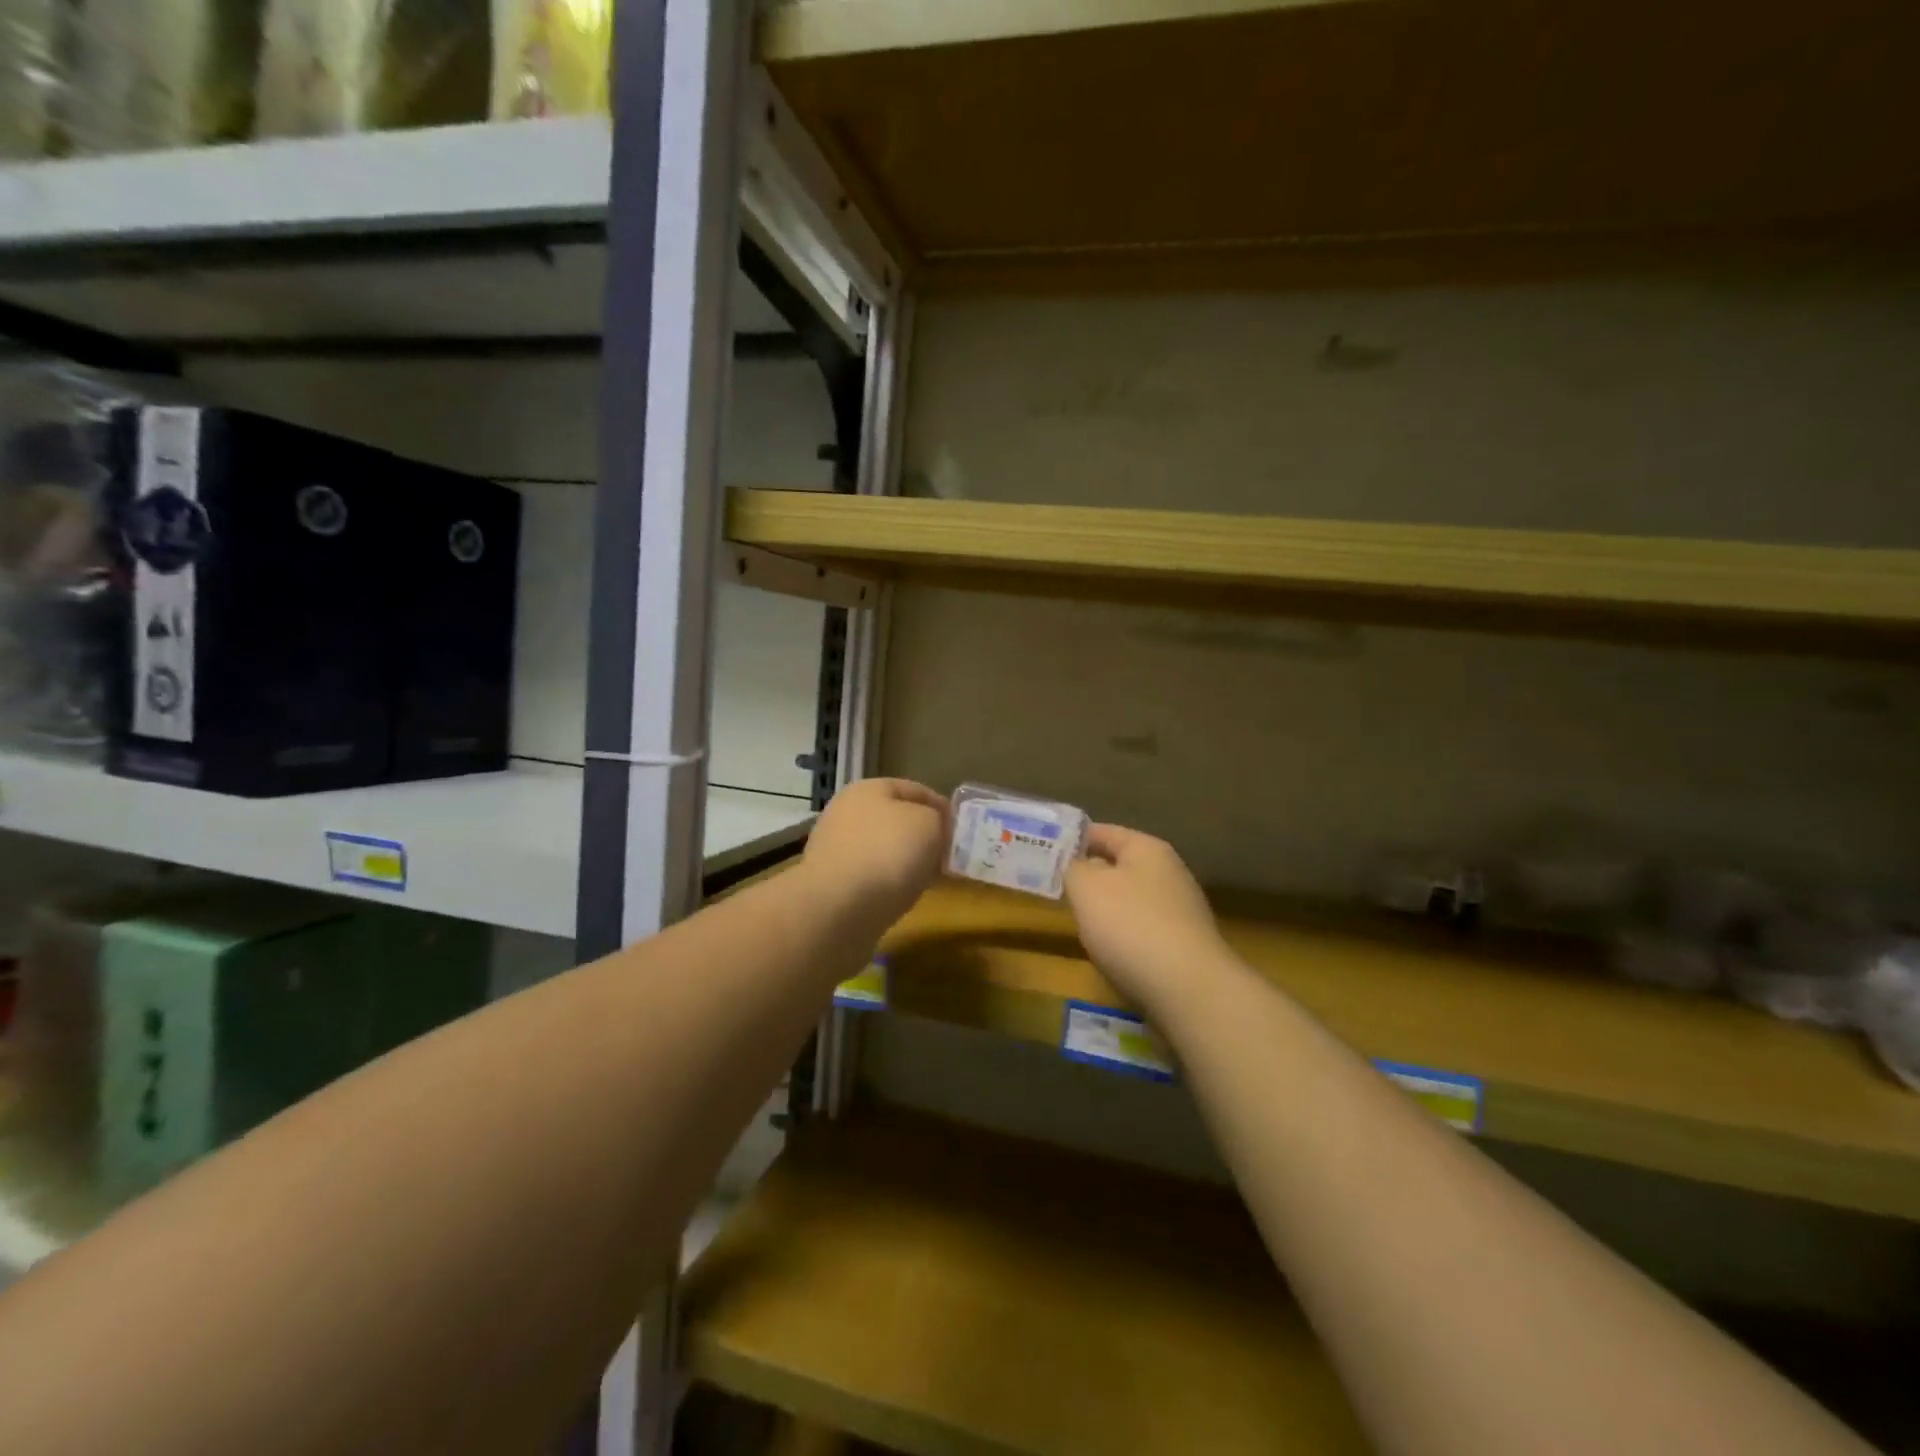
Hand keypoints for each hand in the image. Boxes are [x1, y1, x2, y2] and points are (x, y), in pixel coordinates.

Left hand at [804, 778, 951, 927]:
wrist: (839, 909)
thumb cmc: (889, 853)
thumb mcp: (929, 824)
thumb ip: (938, 820)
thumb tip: (934, 829)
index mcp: (868, 789)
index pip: (915, 790)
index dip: (943, 807)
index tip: (962, 830)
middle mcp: (846, 812)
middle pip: (896, 820)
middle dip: (923, 837)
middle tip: (948, 856)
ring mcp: (834, 848)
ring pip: (883, 849)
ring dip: (906, 862)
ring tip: (929, 879)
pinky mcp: (830, 882)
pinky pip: (870, 876)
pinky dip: (888, 884)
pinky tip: (903, 896)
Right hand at [1066, 825, 1229, 1011]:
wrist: (1189, 989)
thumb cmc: (1130, 925)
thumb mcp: (1086, 888)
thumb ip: (1072, 868)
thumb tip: (1077, 865)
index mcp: (1147, 848)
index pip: (1102, 832)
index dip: (1072, 839)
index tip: (1044, 850)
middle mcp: (1169, 872)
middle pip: (1118, 865)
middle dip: (1088, 875)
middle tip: (1056, 887)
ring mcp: (1181, 910)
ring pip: (1130, 899)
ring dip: (1106, 908)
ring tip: (1078, 922)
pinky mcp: (1184, 944)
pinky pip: (1143, 929)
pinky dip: (1124, 935)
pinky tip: (1110, 952)